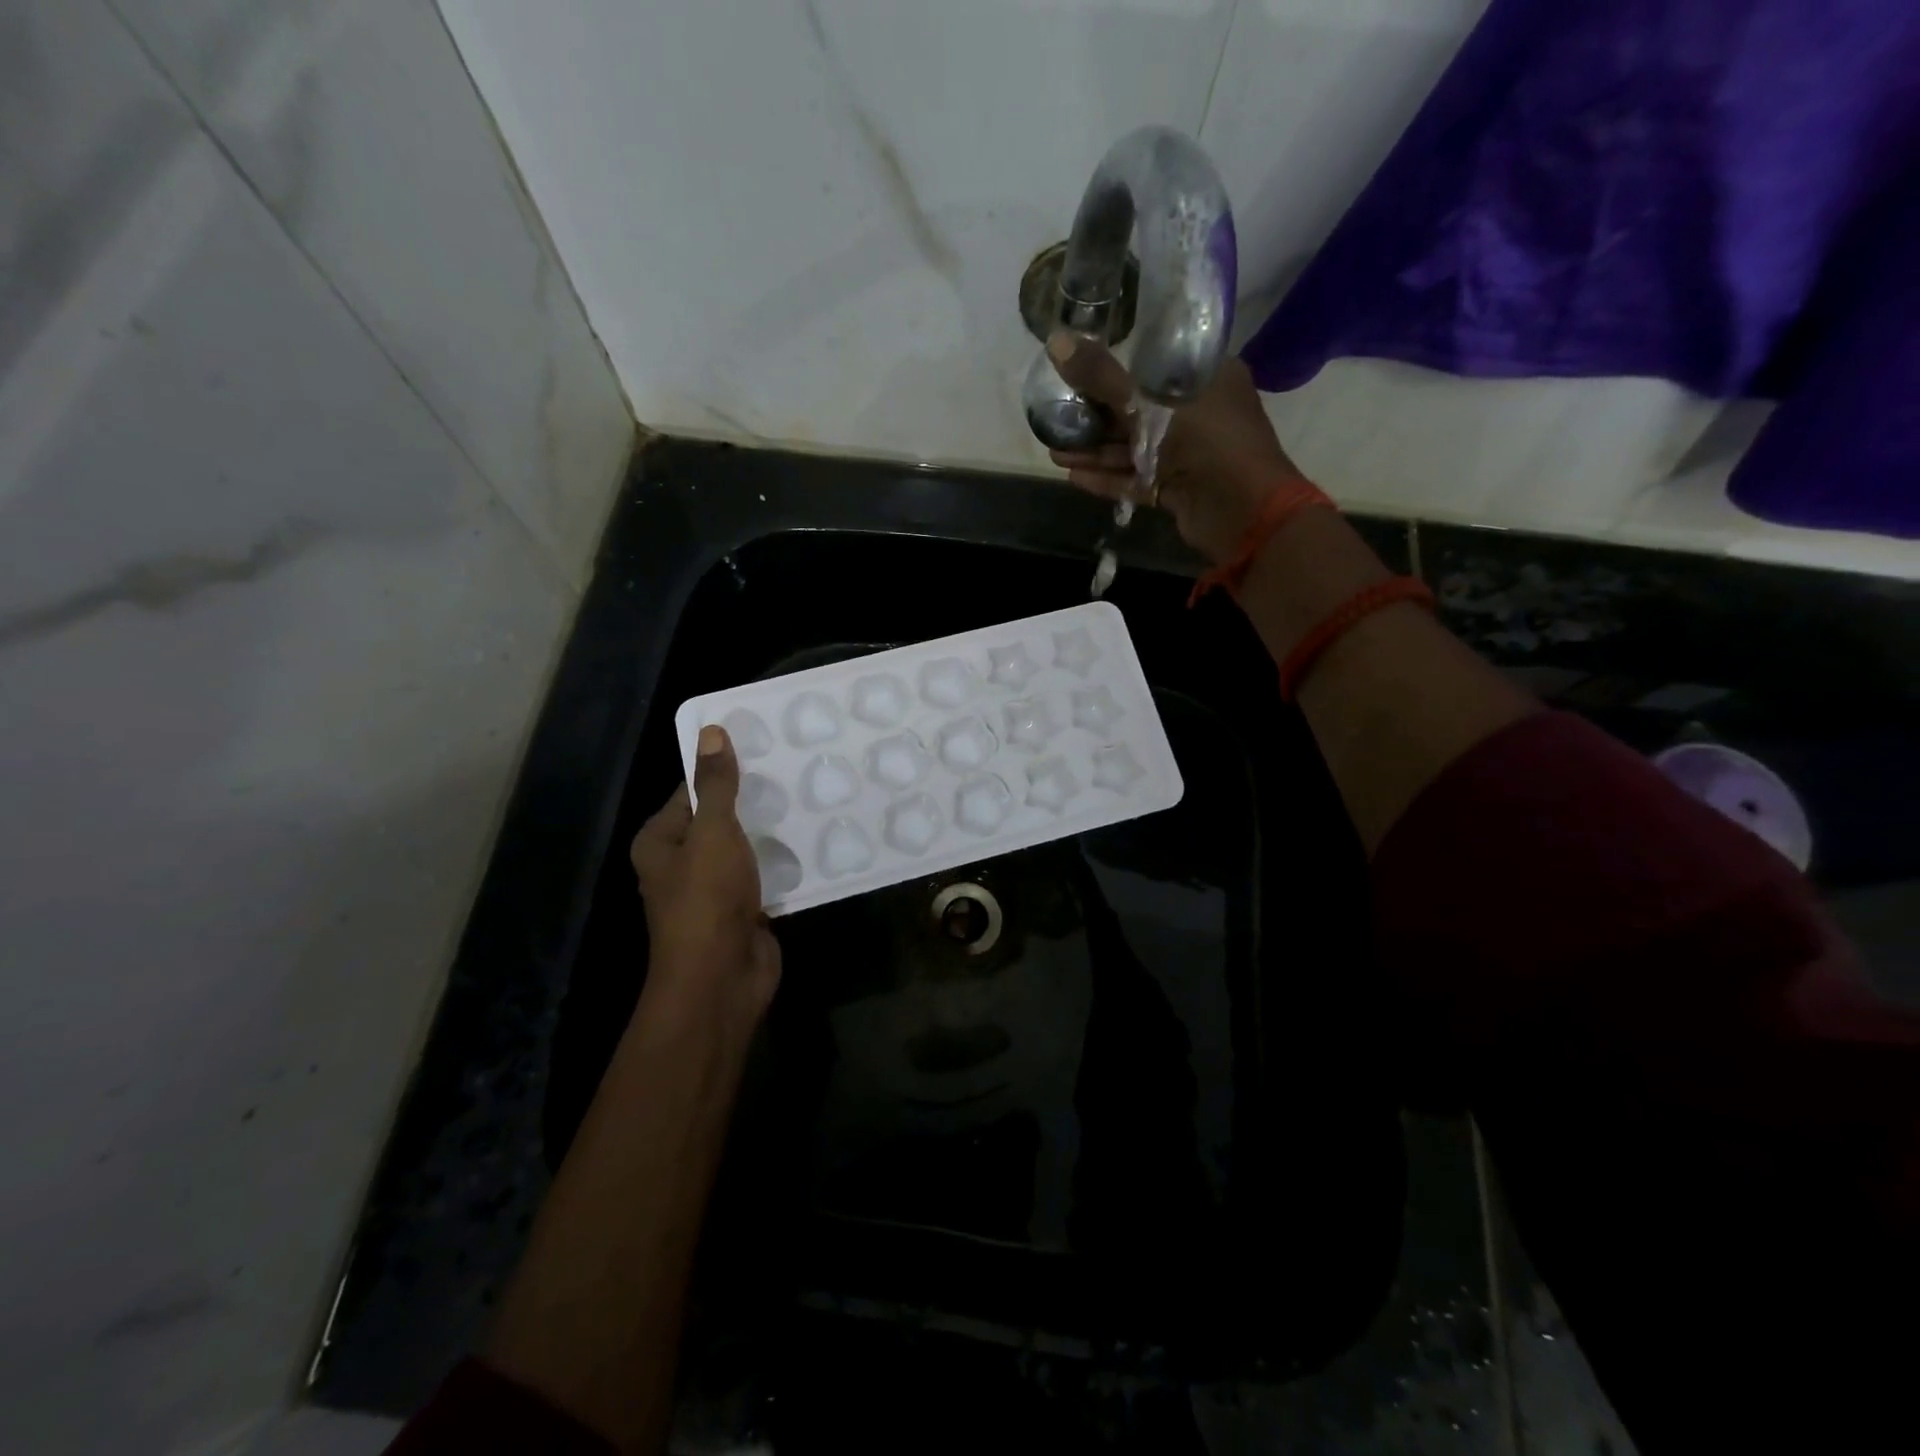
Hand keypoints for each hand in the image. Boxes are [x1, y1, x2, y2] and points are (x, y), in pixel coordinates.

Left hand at [629, 726, 780, 1035]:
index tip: (761, 747)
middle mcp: (682, 863)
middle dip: (753, 799)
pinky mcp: (743, 909)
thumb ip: (716, 785)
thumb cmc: (707, 899)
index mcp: (660, 841)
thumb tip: (710, 731)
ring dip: (771, 831)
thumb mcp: (712, 832)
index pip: (689, 792)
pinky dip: (783, 860)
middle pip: (719, 819)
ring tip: (809, 795)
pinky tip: (813, 838)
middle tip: (794, 767)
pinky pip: (764, 874)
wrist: (722, 979)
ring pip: (745, 848)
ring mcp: (714, 889)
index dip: (721, 769)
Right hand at [1045, 331, 1312, 563]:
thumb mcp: (1149, 404)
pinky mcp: (1177, 488)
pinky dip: (1108, 477)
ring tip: (1053, 451)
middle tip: (1055, 416)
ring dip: (1095, 450)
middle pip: (1137, 409)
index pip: (1153, 364)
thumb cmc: (1206, 442)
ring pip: (1133, 448)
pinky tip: (1073, 476)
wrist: (1243, 513)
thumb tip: (1056, 342)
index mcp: (1206, 377)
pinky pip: (1137, 478)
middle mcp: (1198, 412)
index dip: (1114, 367)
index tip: (1077, 370)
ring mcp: (1188, 454)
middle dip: (1094, 416)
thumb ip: (1102, 377)